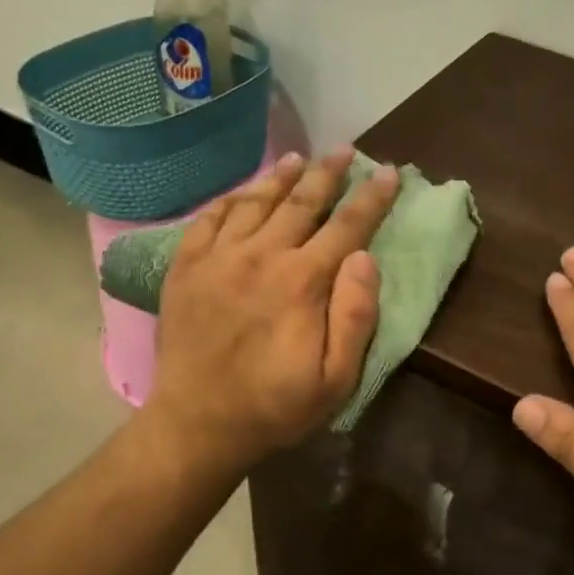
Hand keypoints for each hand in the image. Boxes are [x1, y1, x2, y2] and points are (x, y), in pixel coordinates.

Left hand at [146, 147, 400, 469]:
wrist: (196, 424)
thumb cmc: (274, 407)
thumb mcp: (335, 380)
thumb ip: (355, 317)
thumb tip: (365, 259)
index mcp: (302, 282)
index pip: (347, 227)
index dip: (371, 198)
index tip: (388, 173)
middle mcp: (261, 257)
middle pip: (301, 202)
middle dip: (328, 173)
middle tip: (345, 150)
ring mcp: (218, 258)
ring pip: (255, 202)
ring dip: (281, 177)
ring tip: (299, 158)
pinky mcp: (185, 267)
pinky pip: (209, 218)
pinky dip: (230, 199)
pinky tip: (243, 191)